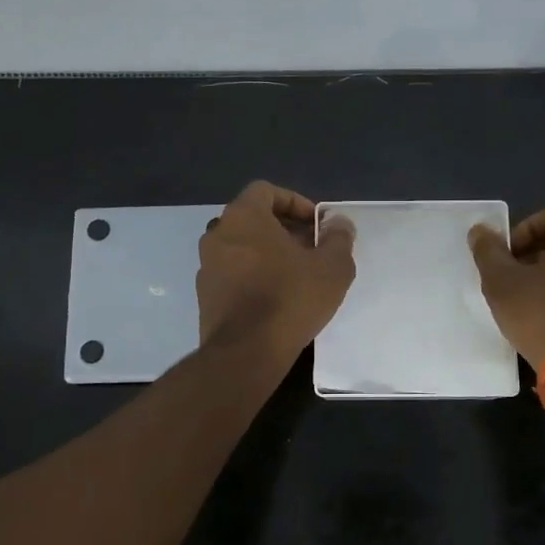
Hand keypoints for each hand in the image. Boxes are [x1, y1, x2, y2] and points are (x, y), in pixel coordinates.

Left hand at [197, 182, 355, 358]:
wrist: (246, 353)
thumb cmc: (290, 299)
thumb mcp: (332, 267)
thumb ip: (338, 238)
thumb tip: (338, 223)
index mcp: (243, 217)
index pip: (266, 191)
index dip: (295, 203)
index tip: (317, 225)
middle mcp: (217, 235)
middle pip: (253, 220)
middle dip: (285, 230)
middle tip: (313, 251)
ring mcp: (206, 266)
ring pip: (242, 248)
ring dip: (269, 254)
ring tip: (298, 276)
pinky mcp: (205, 296)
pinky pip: (233, 274)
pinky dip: (254, 276)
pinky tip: (277, 299)